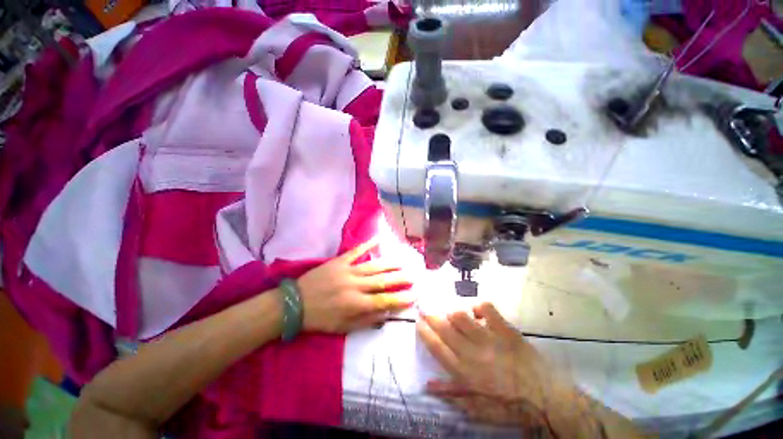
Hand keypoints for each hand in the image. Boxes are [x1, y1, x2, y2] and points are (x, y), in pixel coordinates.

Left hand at [297, 238, 414, 332]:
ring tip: (403, 263)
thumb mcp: (342, 328)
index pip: (384, 301)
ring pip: (374, 266)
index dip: (401, 299)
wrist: (294, 304)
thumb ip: (366, 321)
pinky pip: (356, 251)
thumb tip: (386, 313)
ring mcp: (347, 271)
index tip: (414, 295)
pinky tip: (378, 238)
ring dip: (390, 264)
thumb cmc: (320, 318)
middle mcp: (355, 286)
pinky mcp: (339, 261)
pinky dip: (368, 244)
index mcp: (356, 304)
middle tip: (413, 276)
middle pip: (383, 281)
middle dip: (400, 279)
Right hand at [417, 303, 566, 427]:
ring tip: (453, 314)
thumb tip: (427, 385)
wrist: (545, 398)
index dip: (424, 332)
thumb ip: (451, 394)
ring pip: (461, 316)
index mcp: (464, 373)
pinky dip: (478, 306)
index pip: (436, 347)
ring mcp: (489, 339)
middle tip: (425, 309)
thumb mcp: (477, 408)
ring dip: (453, 312)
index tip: (418, 322)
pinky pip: (486, 309)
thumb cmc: (508, 406)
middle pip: (444, 328)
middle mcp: (472, 353)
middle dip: (431, 316)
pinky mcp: (505, 329)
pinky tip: (477, 312)